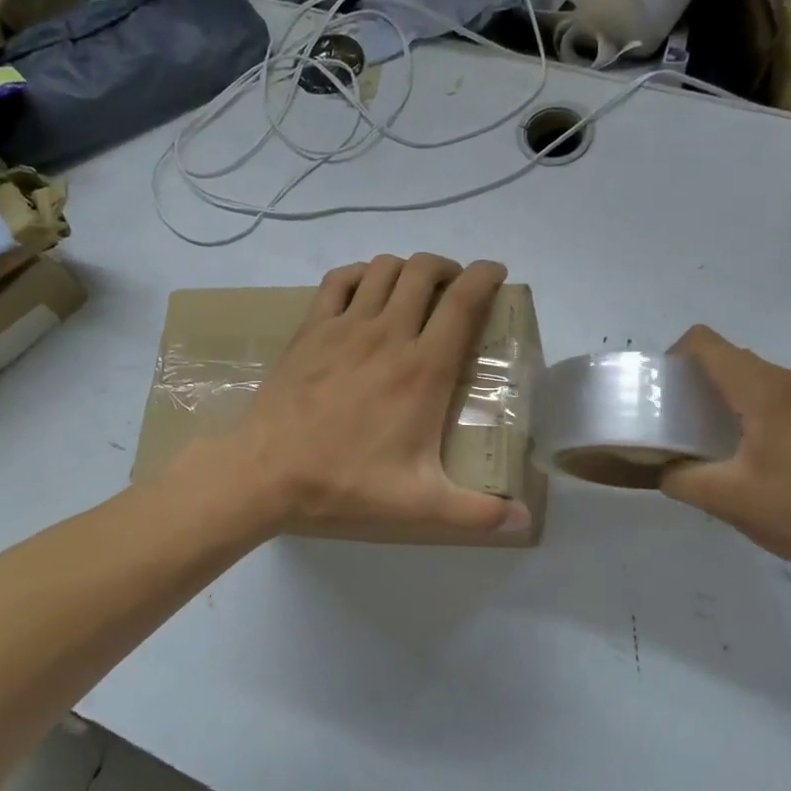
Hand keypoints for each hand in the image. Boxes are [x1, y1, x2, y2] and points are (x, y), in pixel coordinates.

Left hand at [221, 254, 529, 536]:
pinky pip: (339, 280)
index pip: (463, 301)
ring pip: (384, 268)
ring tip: (415, 291)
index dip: (485, 276)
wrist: (266, 472)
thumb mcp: (418, 504)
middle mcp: (388, 334)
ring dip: (407, 270)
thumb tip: (524, 521)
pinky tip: (366, 292)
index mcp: (423, 369)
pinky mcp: (311, 329)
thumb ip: (476, 513)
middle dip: (447, 268)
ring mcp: (345, 326)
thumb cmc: (346, 482)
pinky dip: (360, 274)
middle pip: (425, 271)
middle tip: (455, 290)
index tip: (496, 273)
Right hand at [659, 325, 790, 581]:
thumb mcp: (725, 498)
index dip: (672, 357)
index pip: (706, 343)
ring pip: (748, 376)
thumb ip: (679, 477)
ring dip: (717, 395)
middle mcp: (788, 382)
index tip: (658, 394)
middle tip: (671, 420)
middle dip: (691, 379)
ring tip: (700, 438)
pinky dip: (742, 408)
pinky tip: (738, 452)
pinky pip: (768, 395)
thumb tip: (660, 469)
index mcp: (764, 390)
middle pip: (726, 357)